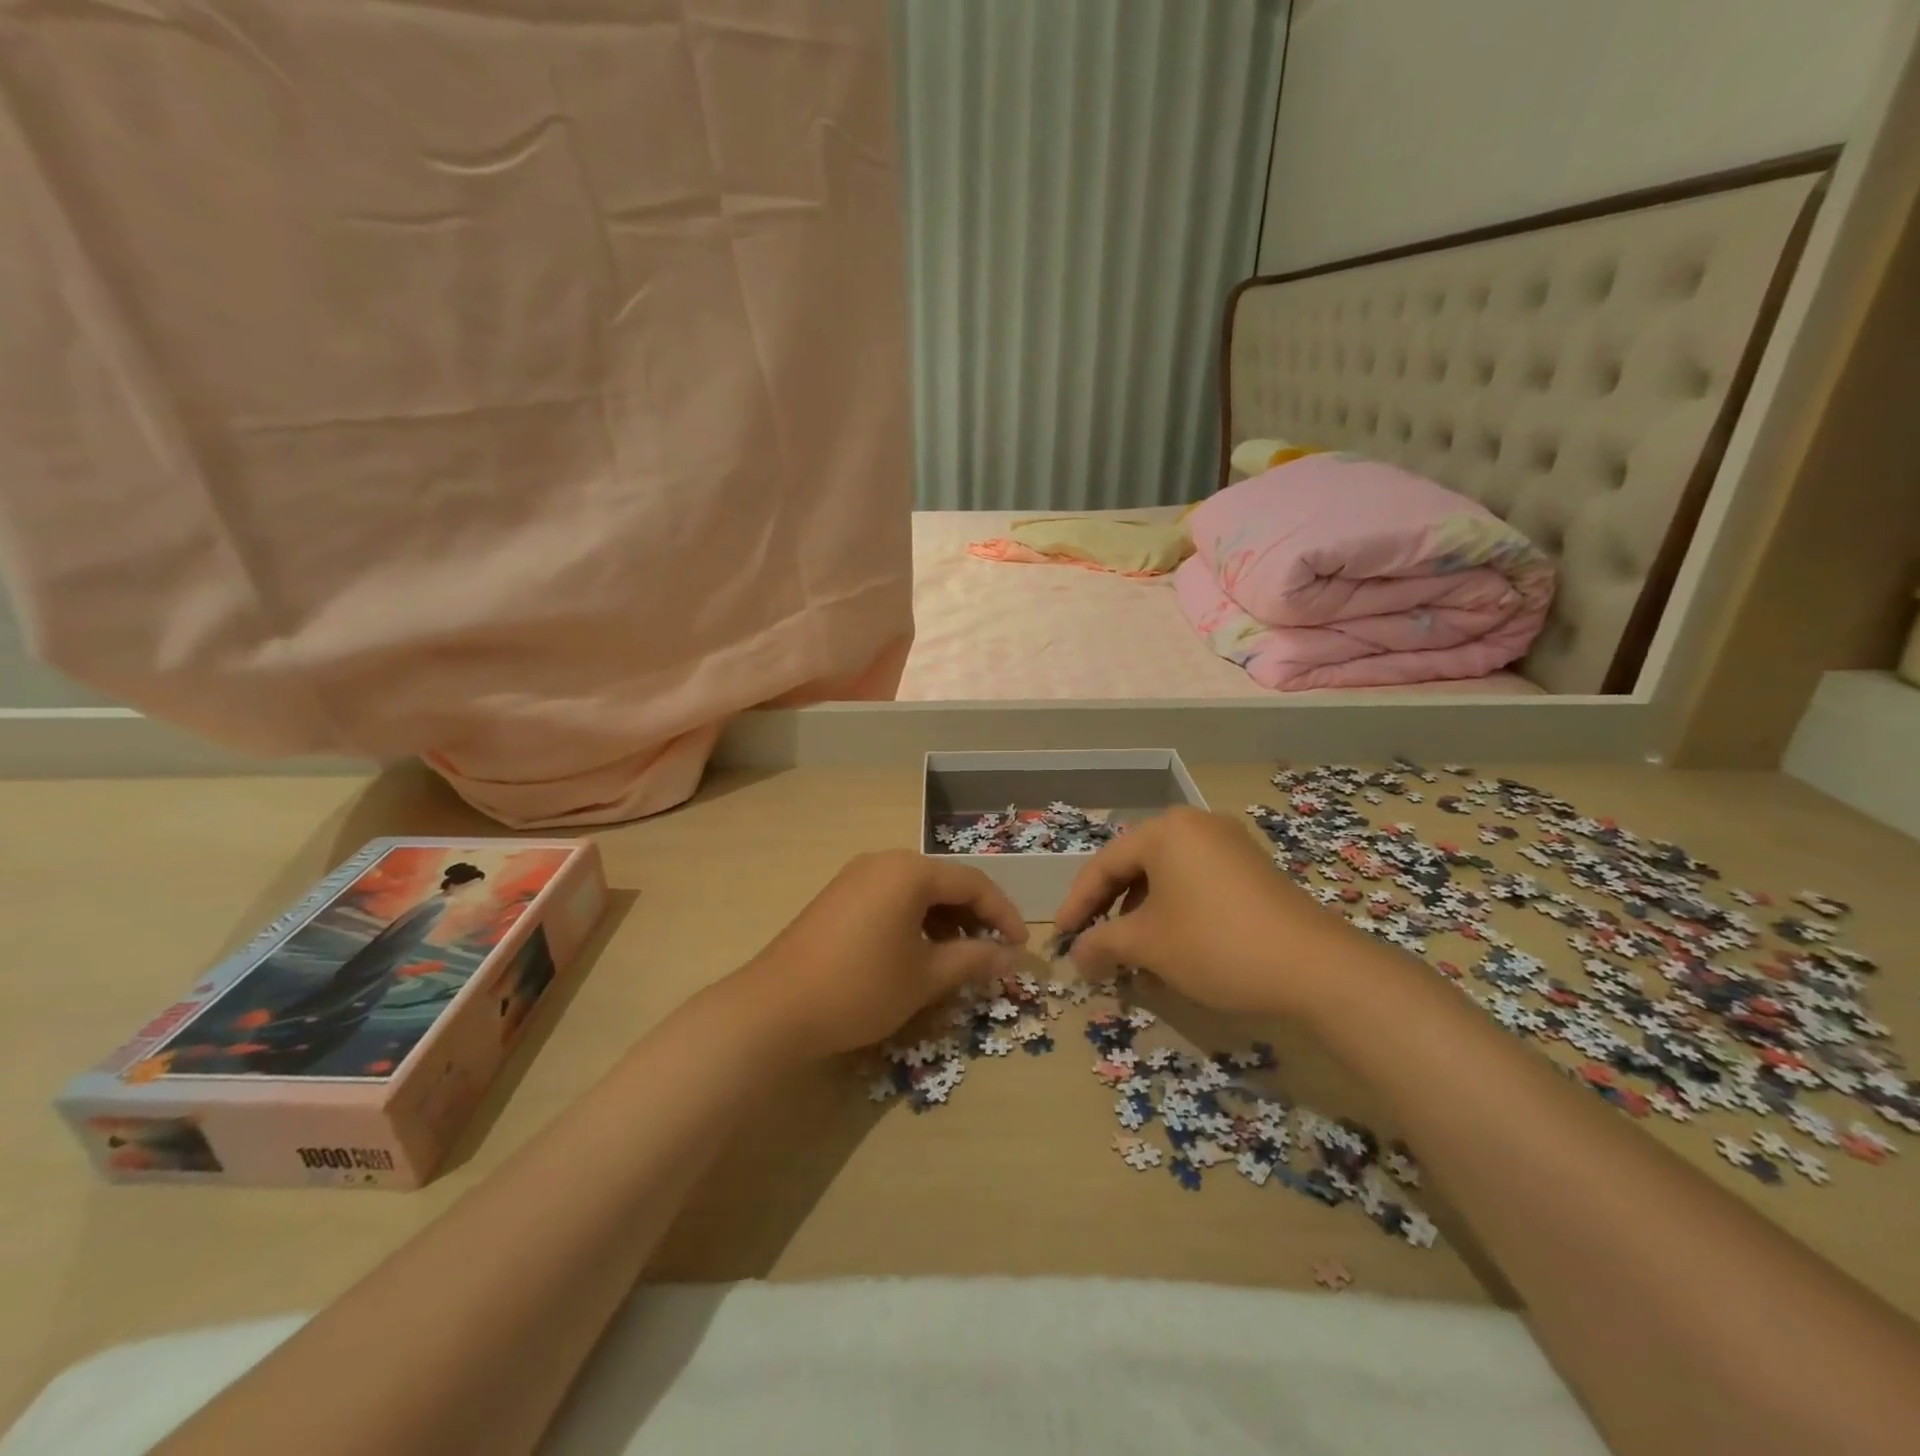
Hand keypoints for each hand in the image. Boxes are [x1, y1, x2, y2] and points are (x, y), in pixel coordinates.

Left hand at [743, 849, 1028, 1058]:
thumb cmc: (862, 987)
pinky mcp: (837, 896)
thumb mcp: (926, 976)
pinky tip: (916, 953)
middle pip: (944, 882)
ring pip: (916, 891)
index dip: (1003, 914)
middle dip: (974, 916)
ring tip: (957, 957)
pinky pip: (890, 898)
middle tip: (992, 952)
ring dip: (944, 919)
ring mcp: (855, 876)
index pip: (973, 883)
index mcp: (910, 871)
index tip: (1021, 947)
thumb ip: (974, 960)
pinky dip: (914, 920)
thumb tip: (1013, 958)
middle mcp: (884, 862)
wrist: (776, 1007)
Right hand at [1052, 807, 1353, 1015]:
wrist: (1316, 968)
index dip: (1077, 904)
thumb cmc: (1215, 944)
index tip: (1062, 939)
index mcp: (1166, 830)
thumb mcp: (1148, 945)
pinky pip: (1197, 885)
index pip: (1104, 864)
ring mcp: (1230, 846)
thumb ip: (1102, 944)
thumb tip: (1075, 956)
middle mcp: (1197, 826)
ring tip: (1134, 957)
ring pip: (1167, 879)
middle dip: (1111, 911)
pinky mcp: (1253, 871)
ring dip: (1143, 917)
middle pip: (1135, 868)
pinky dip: (1176, 914)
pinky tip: (1173, 951)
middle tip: (1094, 946)